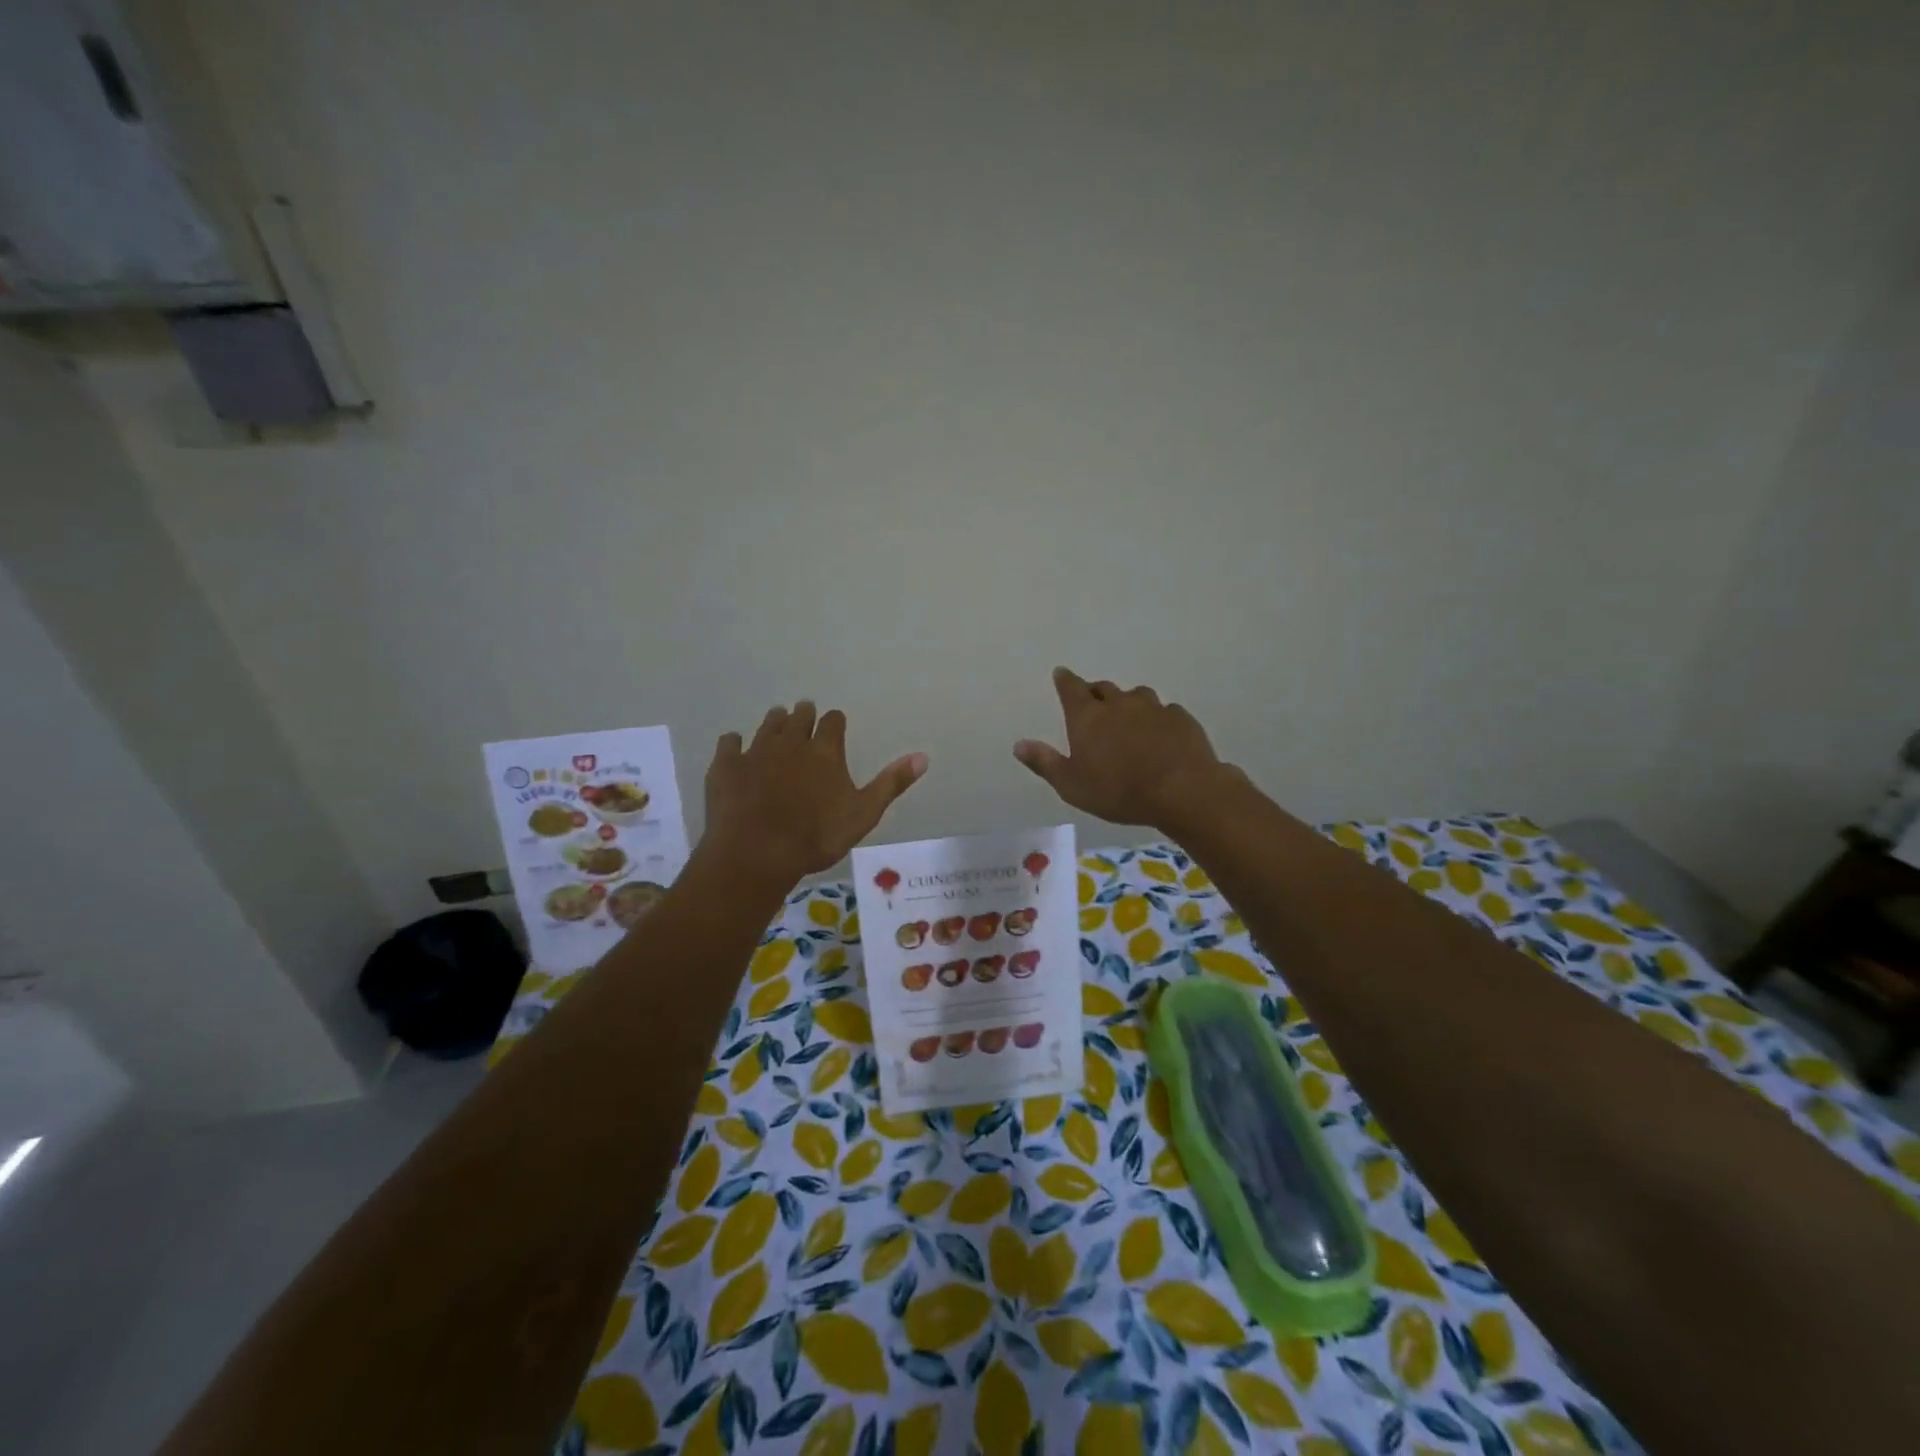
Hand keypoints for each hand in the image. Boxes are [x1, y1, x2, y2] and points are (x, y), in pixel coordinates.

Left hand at [703, 701, 927, 886]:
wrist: (757, 852)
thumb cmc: (817, 837)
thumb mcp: (863, 814)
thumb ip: (891, 783)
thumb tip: (923, 756)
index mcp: (825, 751)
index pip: (833, 721)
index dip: (835, 722)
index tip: (834, 726)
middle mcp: (791, 742)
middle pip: (799, 716)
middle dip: (804, 715)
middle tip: (805, 718)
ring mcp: (756, 751)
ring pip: (768, 724)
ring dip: (775, 722)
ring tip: (778, 725)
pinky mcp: (726, 765)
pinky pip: (729, 742)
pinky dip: (735, 743)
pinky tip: (736, 749)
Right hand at [1015, 668, 1237, 830]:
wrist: (1181, 790)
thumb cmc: (1118, 791)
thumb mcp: (1071, 785)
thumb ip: (1044, 762)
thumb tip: (1018, 744)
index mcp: (1087, 717)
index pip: (1071, 688)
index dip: (1064, 680)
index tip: (1061, 674)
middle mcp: (1118, 703)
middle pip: (1103, 688)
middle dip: (1095, 693)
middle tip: (1093, 705)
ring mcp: (1152, 707)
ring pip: (1136, 696)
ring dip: (1128, 703)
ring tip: (1128, 720)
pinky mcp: (1180, 718)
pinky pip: (1164, 711)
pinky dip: (1157, 719)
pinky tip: (1160, 735)